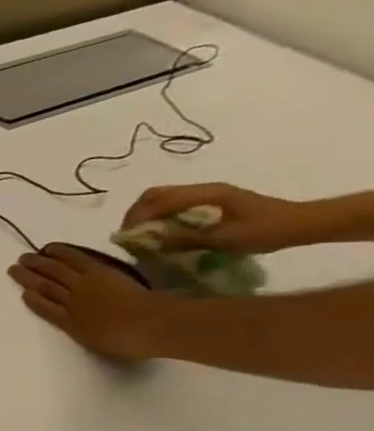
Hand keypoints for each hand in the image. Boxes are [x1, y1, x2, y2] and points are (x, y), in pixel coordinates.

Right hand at [8, 245, 177, 359]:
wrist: (155, 324)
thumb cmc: (132, 341)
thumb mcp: (98, 344)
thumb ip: (83, 332)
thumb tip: (73, 324)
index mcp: (69, 323)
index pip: (45, 309)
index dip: (32, 300)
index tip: (22, 292)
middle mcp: (71, 302)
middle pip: (46, 287)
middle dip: (28, 277)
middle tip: (14, 267)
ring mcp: (86, 285)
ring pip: (56, 272)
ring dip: (40, 263)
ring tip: (28, 256)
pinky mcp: (101, 272)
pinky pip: (76, 260)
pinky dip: (63, 254)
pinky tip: (53, 249)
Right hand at [121, 183, 317, 254]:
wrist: (304, 224)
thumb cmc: (267, 230)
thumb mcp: (225, 239)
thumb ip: (185, 239)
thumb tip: (149, 241)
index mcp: (206, 194)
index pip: (158, 200)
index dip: (137, 217)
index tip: (127, 236)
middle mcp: (203, 189)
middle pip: (155, 194)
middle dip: (136, 214)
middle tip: (130, 235)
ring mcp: (207, 193)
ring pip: (162, 198)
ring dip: (146, 214)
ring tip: (142, 234)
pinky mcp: (209, 201)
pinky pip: (173, 204)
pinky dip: (159, 215)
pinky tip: (161, 230)